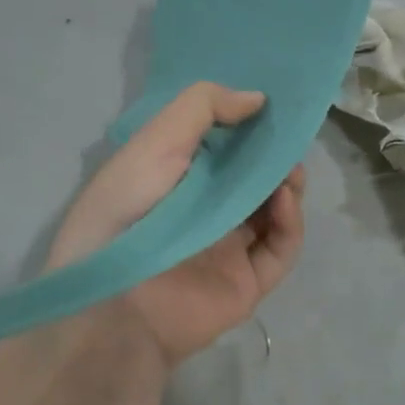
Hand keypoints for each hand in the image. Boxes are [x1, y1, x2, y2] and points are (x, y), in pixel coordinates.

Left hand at [47, 82, 306, 371]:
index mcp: (175, 177)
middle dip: (273, 155)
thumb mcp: (156, 141)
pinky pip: (281, 248)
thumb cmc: (128, 210)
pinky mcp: (247, 281)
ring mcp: (227, 247)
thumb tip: (258, 98)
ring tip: (290, 170)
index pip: (220, 144)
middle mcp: (203, 210)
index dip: (246, 123)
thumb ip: (204, 107)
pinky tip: (284, 201)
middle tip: (288, 138)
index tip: (270, 103)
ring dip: (287, 185)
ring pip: (273, 210)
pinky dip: (290, 222)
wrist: (114, 305)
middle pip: (252, 177)